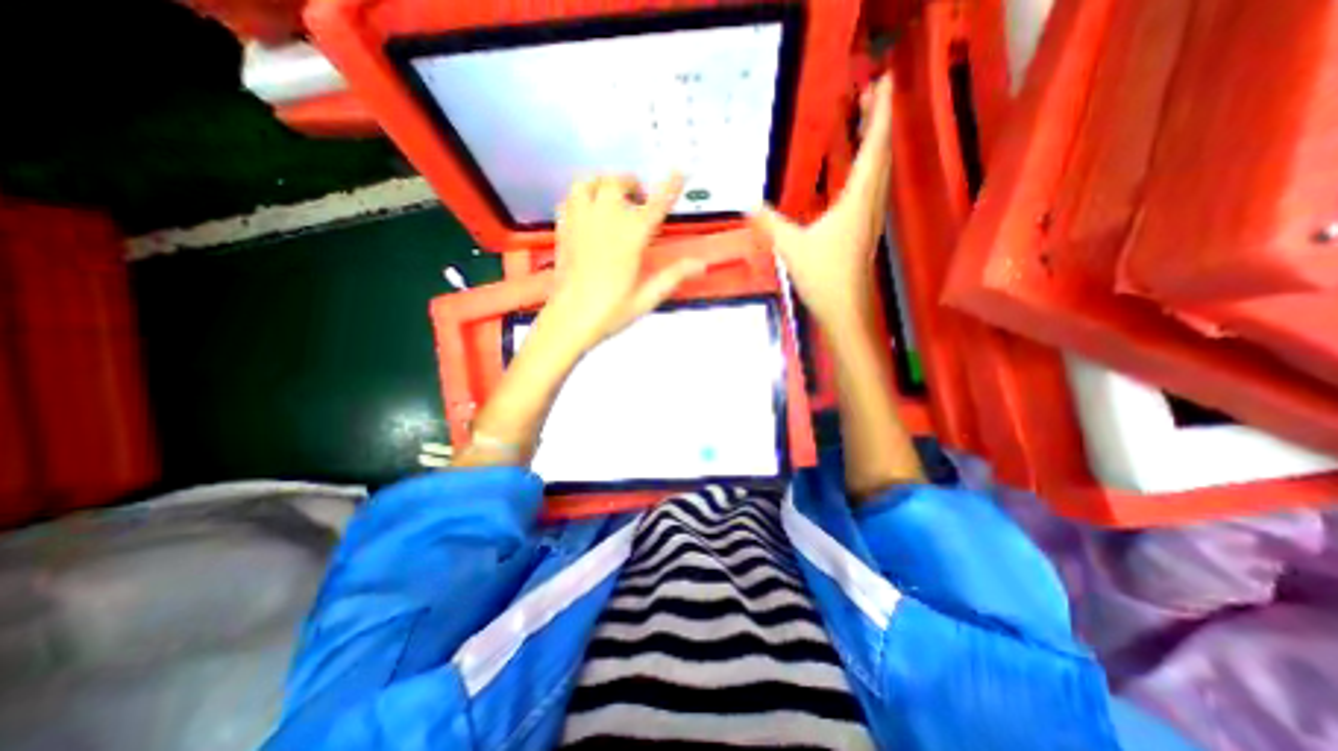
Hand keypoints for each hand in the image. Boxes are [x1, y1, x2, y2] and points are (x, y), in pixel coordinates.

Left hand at [540, 172, 708, 351]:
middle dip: (631, 183)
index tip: (679, 172)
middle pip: (617, 183)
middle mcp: (605, 222)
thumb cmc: (610, 312)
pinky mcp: (563, 230)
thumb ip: (673, 276)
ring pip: (588, 183)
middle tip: (639, 198)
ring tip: (611, 197)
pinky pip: (569, 198)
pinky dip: (581, 196)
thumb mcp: (647, 297)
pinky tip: (588, 210)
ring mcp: (580, 223)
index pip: (655, 205)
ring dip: (603, 183)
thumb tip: (700, 264)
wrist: (569, 320)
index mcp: (630, 238)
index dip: (669, 187)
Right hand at [747, 75, 891, 329]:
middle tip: (871, 95)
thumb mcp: (792, 247)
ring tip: (867, 126)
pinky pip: (872, 190)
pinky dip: (870, 170)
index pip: (874, 148)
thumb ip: (771, 223)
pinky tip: (858, 175)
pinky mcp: (864, 232)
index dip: (880, 113)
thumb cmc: (824, 277)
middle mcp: (870, 205)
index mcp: (857, 201)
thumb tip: (748, 204)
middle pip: (881, 155)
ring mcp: (870, 219)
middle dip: (879, 122)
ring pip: (880, 173)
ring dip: (876, 145)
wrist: (845, 310)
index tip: (883, 80)